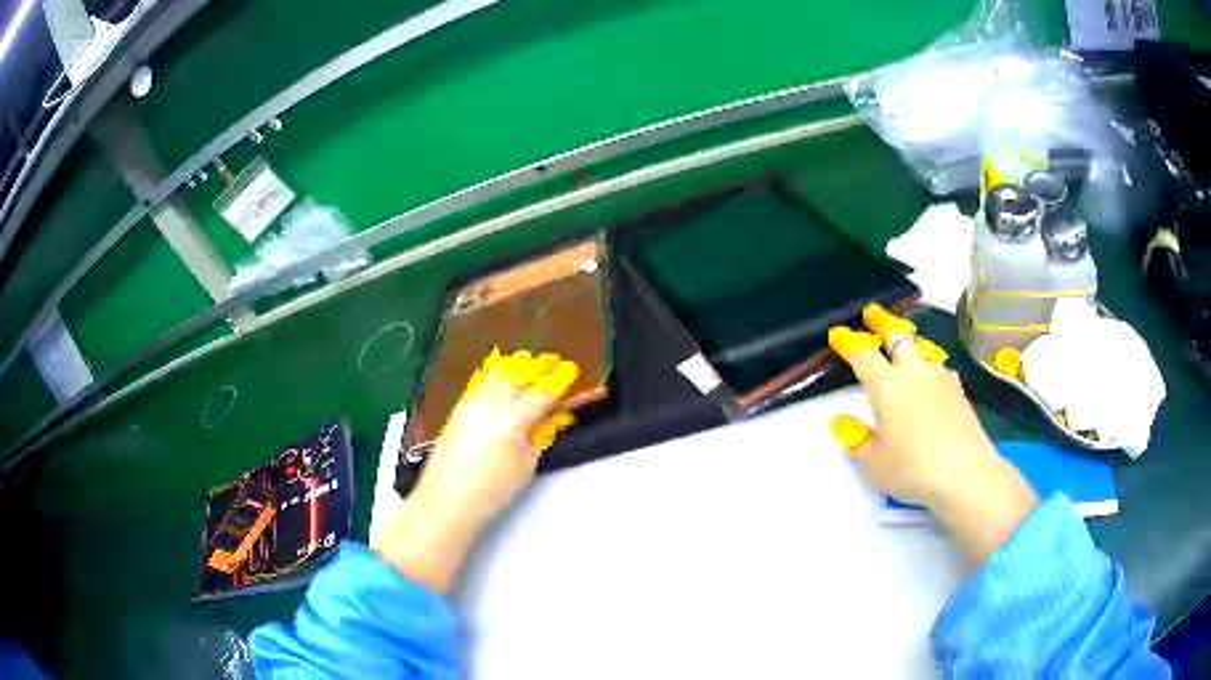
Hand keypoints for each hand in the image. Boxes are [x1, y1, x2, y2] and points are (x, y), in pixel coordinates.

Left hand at [416, 349, 578, 525]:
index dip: (560, 379)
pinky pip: (481, 380)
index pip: (543, 391)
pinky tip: (501, 376)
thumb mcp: (526, 465)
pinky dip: (495, 374)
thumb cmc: (493, 489)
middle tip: (553, 362)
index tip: (571, 370)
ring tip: (528, 365)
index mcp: (514, 418)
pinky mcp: (459, 407)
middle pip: (520, 372)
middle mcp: (493, 402)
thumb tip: (552, 416)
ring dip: (516, 366)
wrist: (448, 497)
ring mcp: (473, 401)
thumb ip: (540, 436)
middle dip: (539, 365)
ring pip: (498, 371)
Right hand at [830, 305, 1037, 563]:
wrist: (966, 474)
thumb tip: (844, 422)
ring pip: (923, 349)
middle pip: (898, 338)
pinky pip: (940, 368)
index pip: (863, 355)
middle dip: (883, 324)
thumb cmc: (913, 468)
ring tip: (905, 346)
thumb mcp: (875, 463)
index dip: (849, 343)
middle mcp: (915, 373)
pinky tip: (932, 379)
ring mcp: (941, 379)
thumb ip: (858, 440)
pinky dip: (930, 367)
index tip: (838, 334)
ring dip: (910, 344)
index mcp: (887, 385)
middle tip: (872, 313)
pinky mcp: (960, 392)